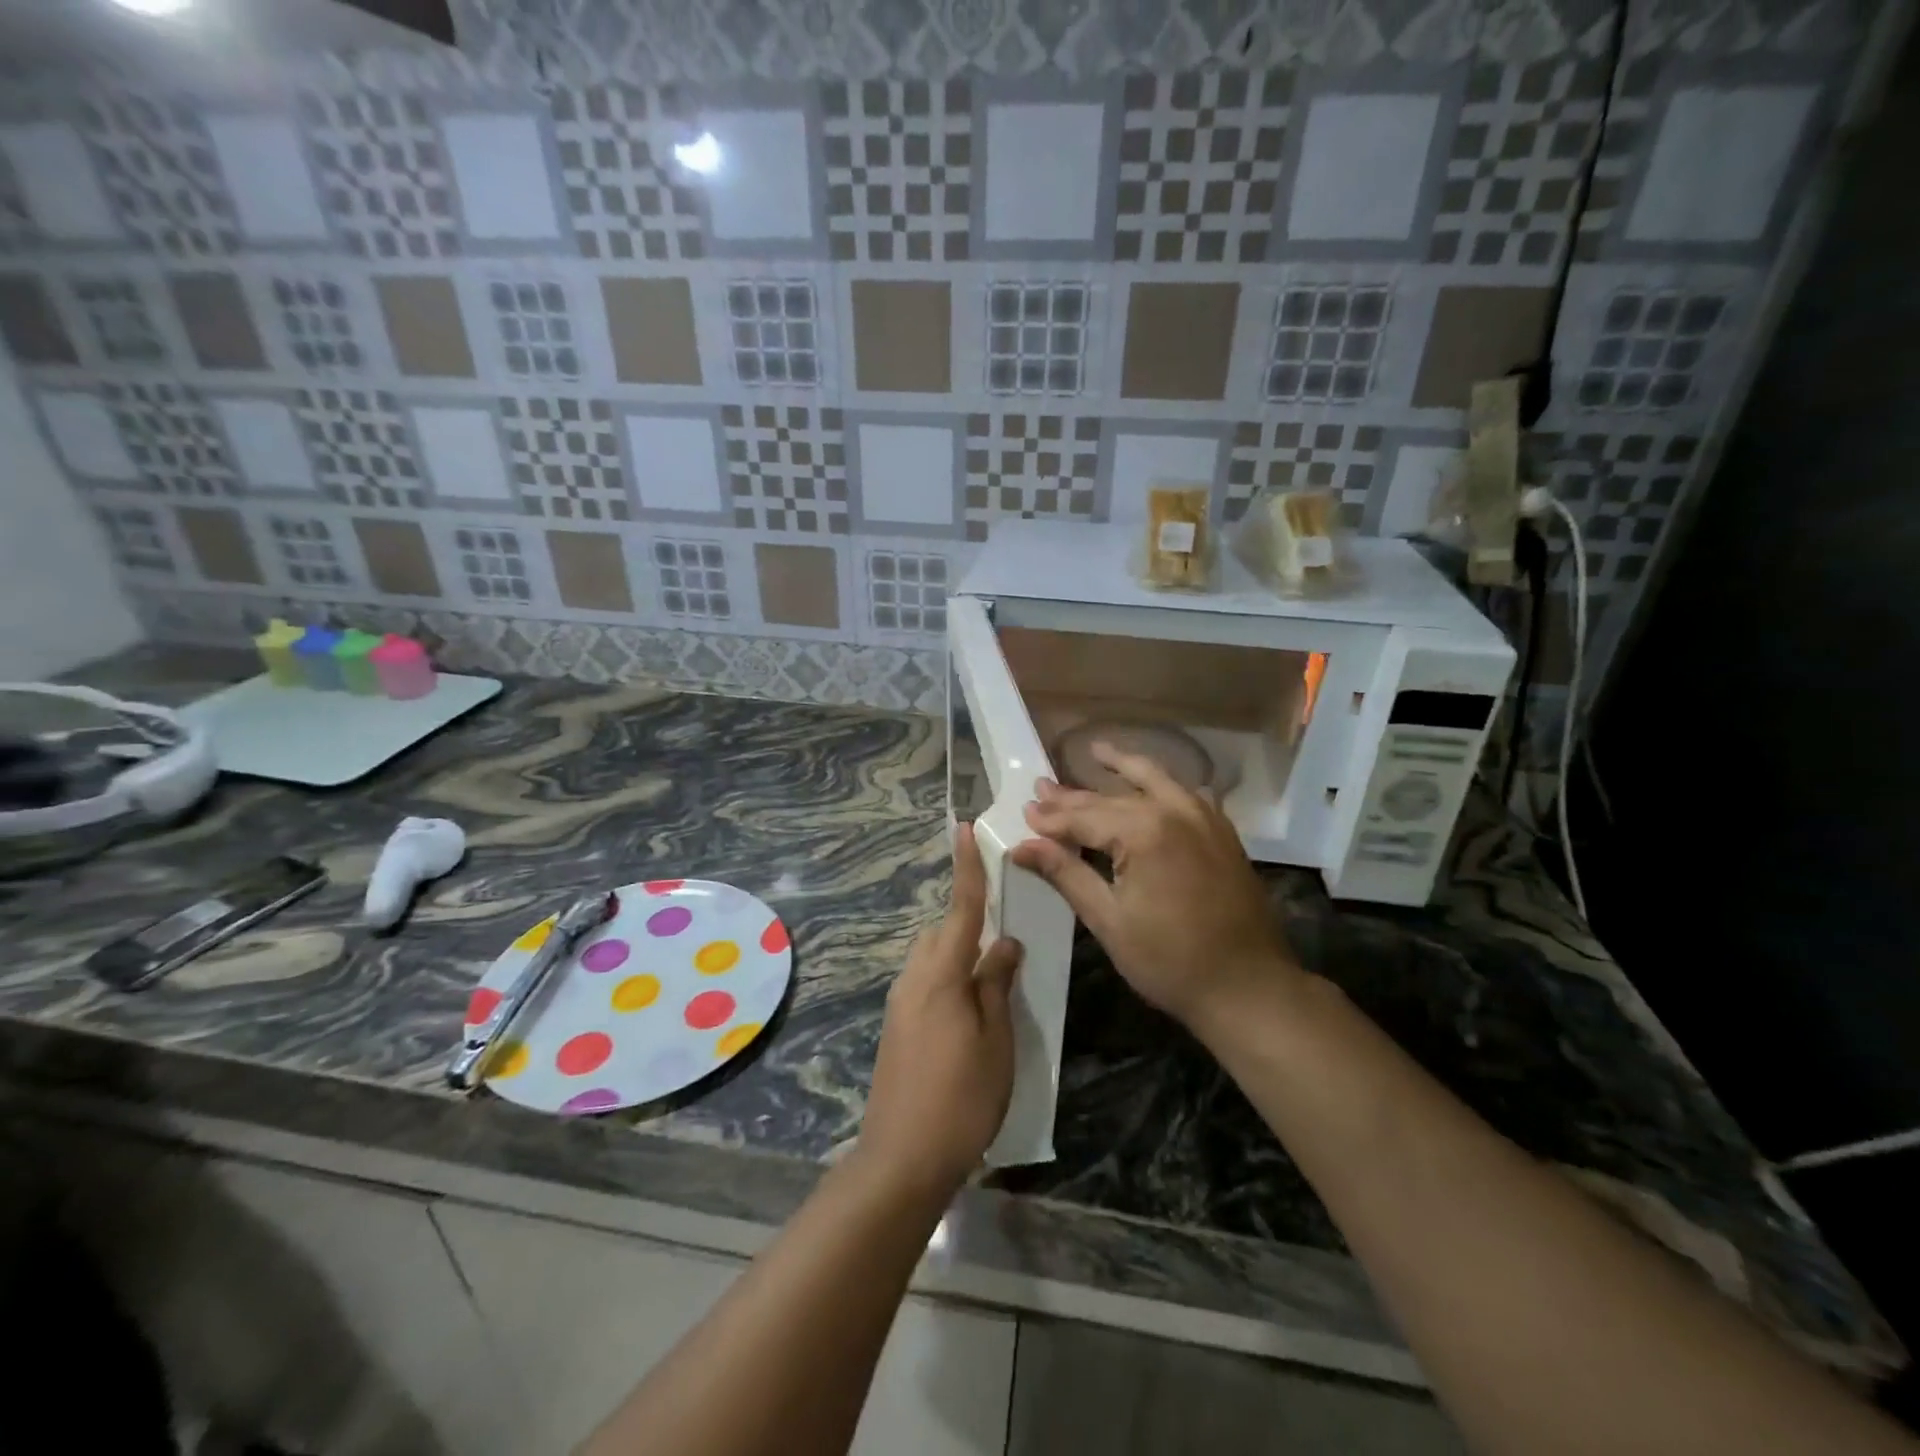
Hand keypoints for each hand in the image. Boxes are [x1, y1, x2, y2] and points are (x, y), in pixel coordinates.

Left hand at [858, 822, 1022, 1201]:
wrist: (900, 1157)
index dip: (966, 869)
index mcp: (942, 975)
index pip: (960, 910)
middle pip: (943, 930)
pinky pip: (925, 979)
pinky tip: (970, 1002)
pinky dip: (948, 973)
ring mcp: (900, 1002)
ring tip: (992, 967)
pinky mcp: (896, 1024)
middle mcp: (914, 978)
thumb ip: (996, 986)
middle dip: (969, 917)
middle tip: (1003, 923)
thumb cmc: (961, 1099)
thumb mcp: (995, 1042)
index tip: (962, 829)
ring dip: (958, 949)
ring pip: (932, 955)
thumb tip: (1005, 943)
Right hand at [1011, 744, 1301, 1037]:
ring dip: (1121, 769)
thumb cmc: (1169, 960)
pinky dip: (1160, 784)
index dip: (1050, 819)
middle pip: (1111, 798)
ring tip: (1096, 751)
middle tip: (1042, 787)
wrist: (1249, 986)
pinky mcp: (1221, 831)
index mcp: (1143, 831)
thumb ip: (1066, 873)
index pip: (1083, 817)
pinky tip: (1148, 784)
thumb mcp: (1108, 920)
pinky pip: (1184, 793)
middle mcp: (1174, 811)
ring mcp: (1203, 817)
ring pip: (1153, 781)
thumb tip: (1022, 845)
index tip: (1023, 813)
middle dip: (1073, 795)